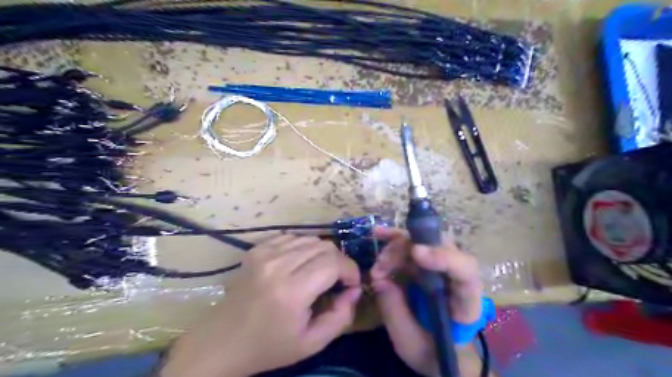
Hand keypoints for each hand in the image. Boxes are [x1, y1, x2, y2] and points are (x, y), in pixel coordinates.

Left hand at [161, 236, 361, 376]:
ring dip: (322, 254)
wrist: (222, 342)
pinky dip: (303, 248)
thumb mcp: (312, 343)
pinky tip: (300, 264)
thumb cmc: (268, 347)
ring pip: (309, 239)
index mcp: (291, 291)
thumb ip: (341, 317)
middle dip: (339, 261)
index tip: (351, 284)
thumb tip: (354, 289)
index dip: (350, 270)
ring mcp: (264, 254)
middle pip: (324, 246)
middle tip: (338, 280)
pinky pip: (291, 238)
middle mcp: (277, 265)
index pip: (334, 263)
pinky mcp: (256, 250)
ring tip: (320, 272)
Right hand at [370, 227, 486, 376]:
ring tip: (378, 266)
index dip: (443, 257)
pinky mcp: (427, 265)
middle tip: (381, 266)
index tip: (416, 252)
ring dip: (396, 247)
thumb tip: (379, 278)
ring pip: (423, 241)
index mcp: (465, 304)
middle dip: (407, 249)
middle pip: (439, 247)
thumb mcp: (410, 343)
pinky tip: (379, 234)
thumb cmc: (432, 353)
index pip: (465, 272)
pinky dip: (394, 239)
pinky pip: (412, 244)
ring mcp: (442, 267)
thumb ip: (394, 311)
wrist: (441, 353)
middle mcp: (457, 277)